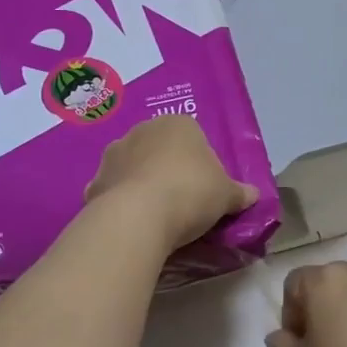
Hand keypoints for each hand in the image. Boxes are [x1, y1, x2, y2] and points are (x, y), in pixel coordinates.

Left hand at [86, 116, 258, 250]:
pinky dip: (122, 202)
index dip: (202, 164)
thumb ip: (240, 193)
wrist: (137, 217)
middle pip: (162, 150)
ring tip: (157, 215)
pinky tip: (133, 223)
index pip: (195, 138)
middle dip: (170, 170)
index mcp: (178, 124)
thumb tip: (253, 195)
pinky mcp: (94, 181)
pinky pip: (115, 190)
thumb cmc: (191, 193)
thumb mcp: (227, 196)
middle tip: (184, 202)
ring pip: (135, 168)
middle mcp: (142, 130)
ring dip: (144, 184)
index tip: (206, 189)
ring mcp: (114, 154)